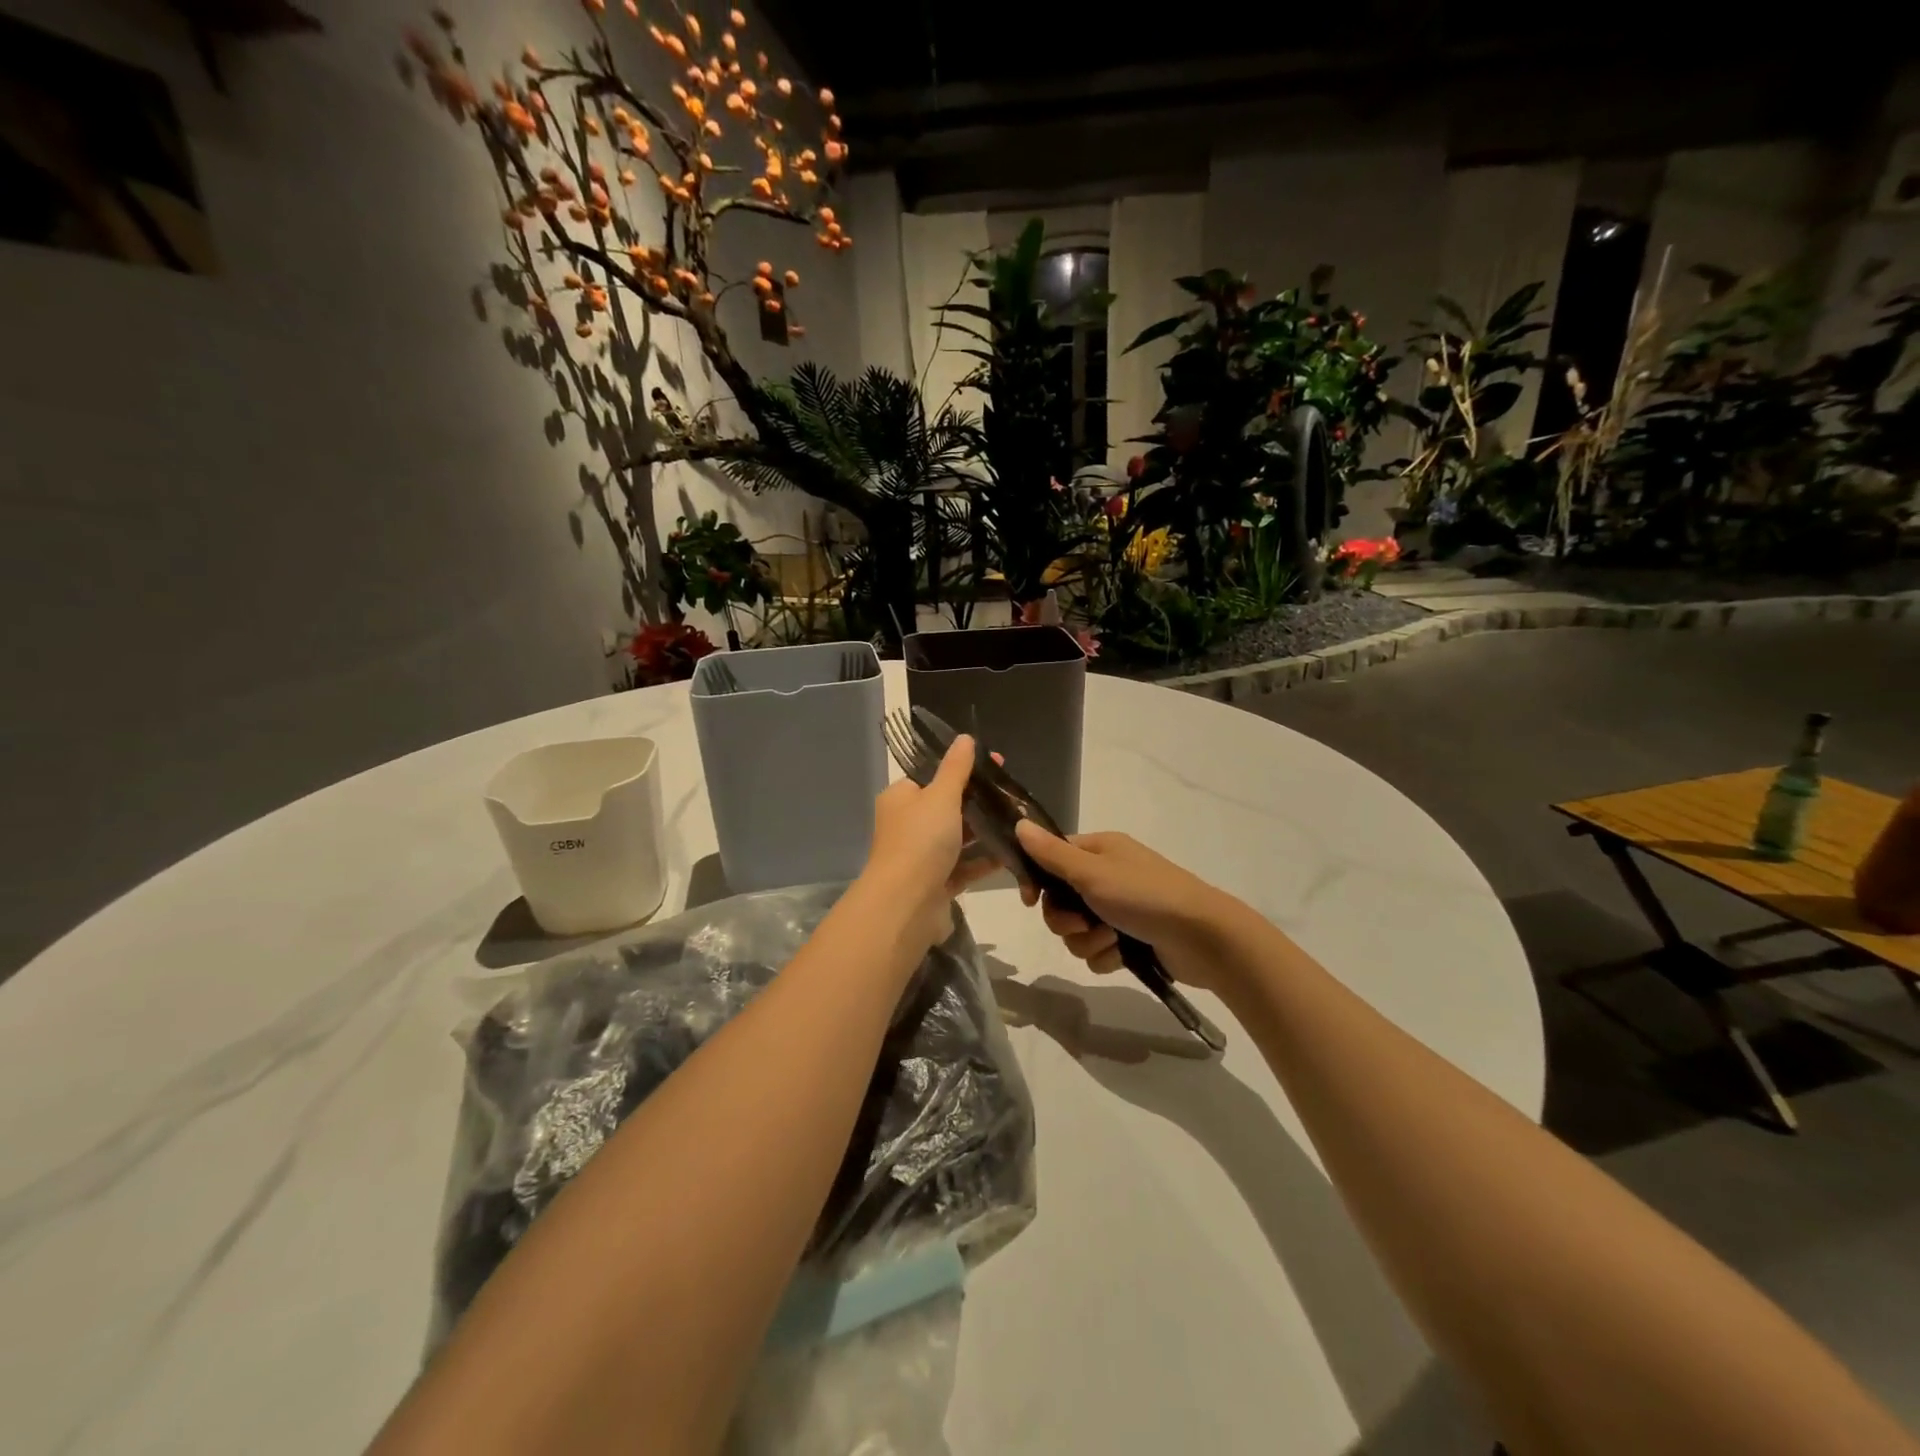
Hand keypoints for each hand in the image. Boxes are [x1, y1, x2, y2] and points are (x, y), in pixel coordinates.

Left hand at [858, 735, 995, 954]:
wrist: (906, 905)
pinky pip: (965, 866)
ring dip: (986, 830)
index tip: (997, 764)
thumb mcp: (940, 796)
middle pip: (949, 806)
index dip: (964, 768)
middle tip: (1014, 795)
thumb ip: (956, 769)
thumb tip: (965, 738)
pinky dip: (986, 860)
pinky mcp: (938, 883)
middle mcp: (909, 825)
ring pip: (959, 837)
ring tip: (1020, 821)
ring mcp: (923, 856)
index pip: (933, 775)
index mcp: (902, 798)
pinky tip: (1013, 852)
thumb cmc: (920, 841)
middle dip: (980, 801)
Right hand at [1013, 822, 1252, 995]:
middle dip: (1065, 919)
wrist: (1203, 938)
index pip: (1052, 859)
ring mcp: (1119, 909)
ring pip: (1076, 931)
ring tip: (1111, 940)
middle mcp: (1107, 876)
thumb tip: (1019, 825)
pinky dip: (1106, 956)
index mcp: (1099, 851)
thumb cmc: (1145, 895)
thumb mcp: (1093, 872)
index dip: (1038, 881)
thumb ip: (1053, 855)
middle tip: (1081, 923)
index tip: (1030, 900)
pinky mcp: (1130, 940)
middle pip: (1060, 901)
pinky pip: (1097, 951)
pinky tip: (1123, 956)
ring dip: (1087, 940)